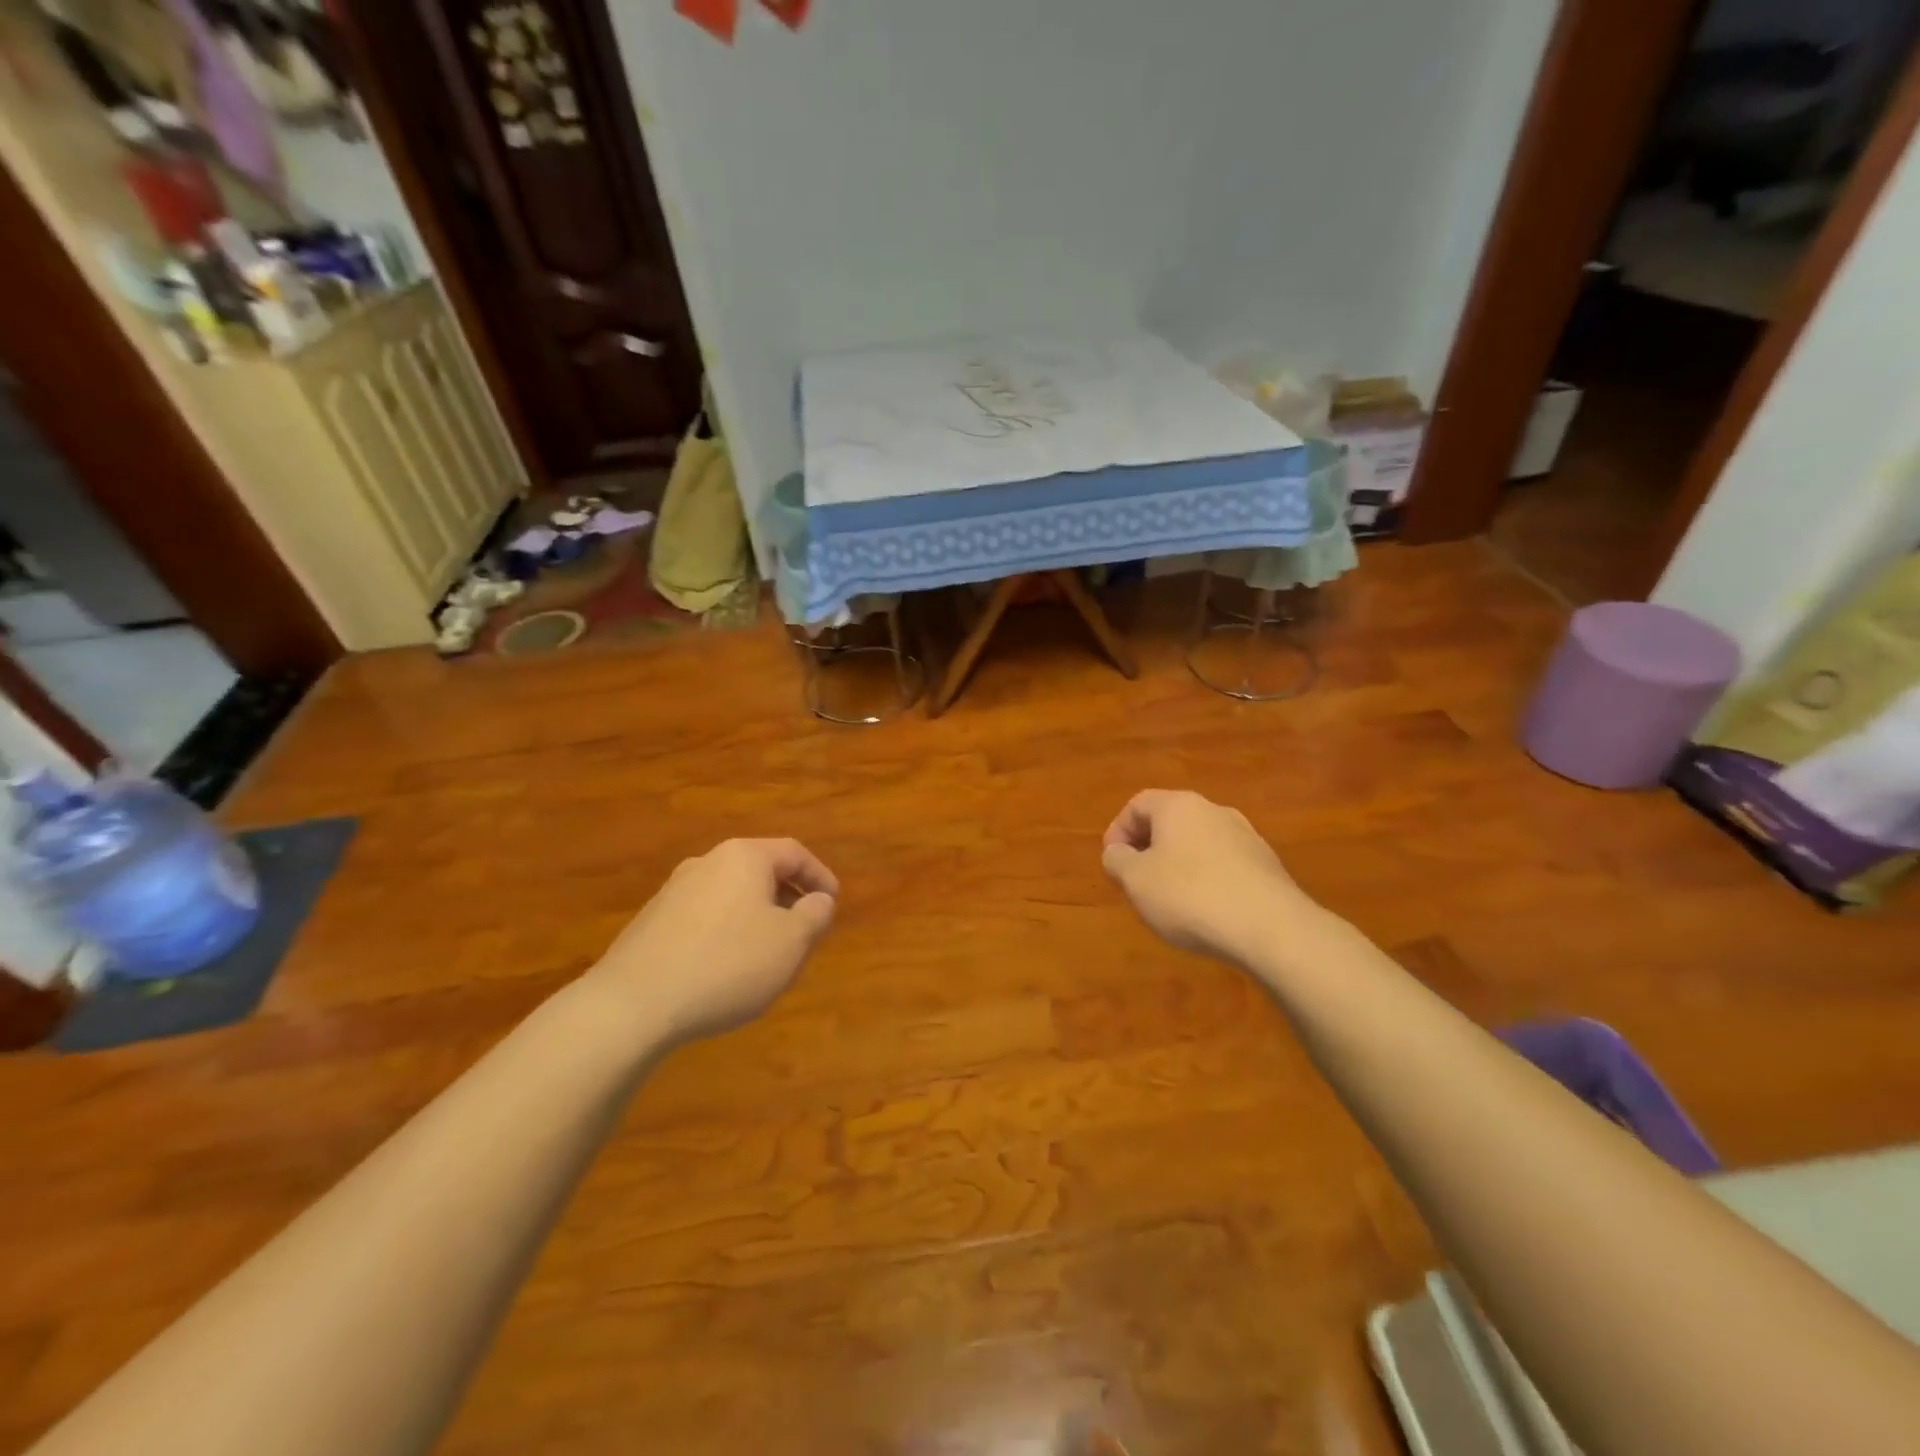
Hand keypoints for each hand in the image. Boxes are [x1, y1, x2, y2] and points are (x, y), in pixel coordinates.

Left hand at [587, 838, 838, 1044]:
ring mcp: (674, 891)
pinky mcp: (651, 921)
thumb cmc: (727, 965)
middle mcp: (707, 862)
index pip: (794, 853)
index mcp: (744, 857)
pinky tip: (726, 967)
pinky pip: (704, 916)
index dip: (820, 876)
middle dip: (787, 897)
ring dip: (757, 915)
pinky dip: (726, 931)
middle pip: (760, 870)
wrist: (632, 1004)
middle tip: (804, 928)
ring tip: (768, 951)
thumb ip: (815, 915)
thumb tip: (820, 900)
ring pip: (731, 894)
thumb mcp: (791, 943)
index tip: (833, 903)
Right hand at [1101, 790, 1323, 973]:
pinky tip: (1205, 912)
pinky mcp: (1267, 866)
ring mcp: (1246, 837)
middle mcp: (1214, 811)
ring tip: (1169, 901)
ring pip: (1198, 843)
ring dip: (1178, 865)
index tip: (1113, 863)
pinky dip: (1206, 880)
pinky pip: (1224, 865)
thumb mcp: (1136, 881)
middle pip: (1170, 821)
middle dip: (1148, 848)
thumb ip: (1117, 861)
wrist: (1272, 929)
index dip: (1117, 831)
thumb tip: (1117, 853)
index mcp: (1179, 806)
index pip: (1138, 804)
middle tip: (1136, 881)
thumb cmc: (1190, 896)